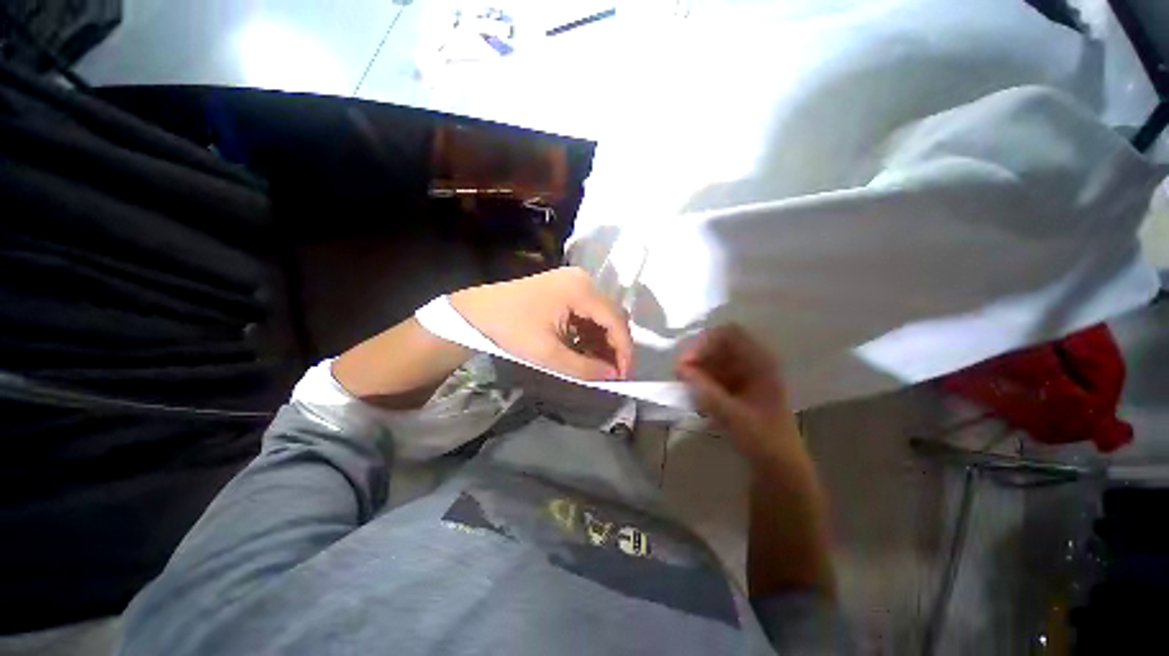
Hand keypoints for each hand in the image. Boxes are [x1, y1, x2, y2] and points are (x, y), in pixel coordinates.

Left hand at [451, 267, 632, 379]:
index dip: (624, 350)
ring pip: (601, 314)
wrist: (476, 309)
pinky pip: (587, 311)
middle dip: (615, 346)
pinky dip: (589, 331)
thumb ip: (584, 367)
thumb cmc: (510, 328)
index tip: (623, 376)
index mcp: (581, 290)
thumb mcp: (547, 353)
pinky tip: (583, 348)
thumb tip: (612, 375)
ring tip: (597, 365)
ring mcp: (574, 281)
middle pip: (612, 316)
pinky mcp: (565, 287)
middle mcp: (583, 280)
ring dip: (602, 340)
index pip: (616, 321)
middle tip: (611, 373)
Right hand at [675, 325, 801, 462]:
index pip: (728, 334)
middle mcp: (752, 363)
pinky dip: (700, 383)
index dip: (705, 342)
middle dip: (696, 358)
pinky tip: (695, 400)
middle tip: (679, 376)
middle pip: (717, 346)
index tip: (685, 362)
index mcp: (761, 363)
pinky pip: (711, 375)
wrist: (780, 469)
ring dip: (695, 371)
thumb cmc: (765, 441)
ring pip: (711, 361)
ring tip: (685, 389)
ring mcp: (743, 375)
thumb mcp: (735, 417)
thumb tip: (680, 369)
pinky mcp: (734, 388)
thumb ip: (706, 392)